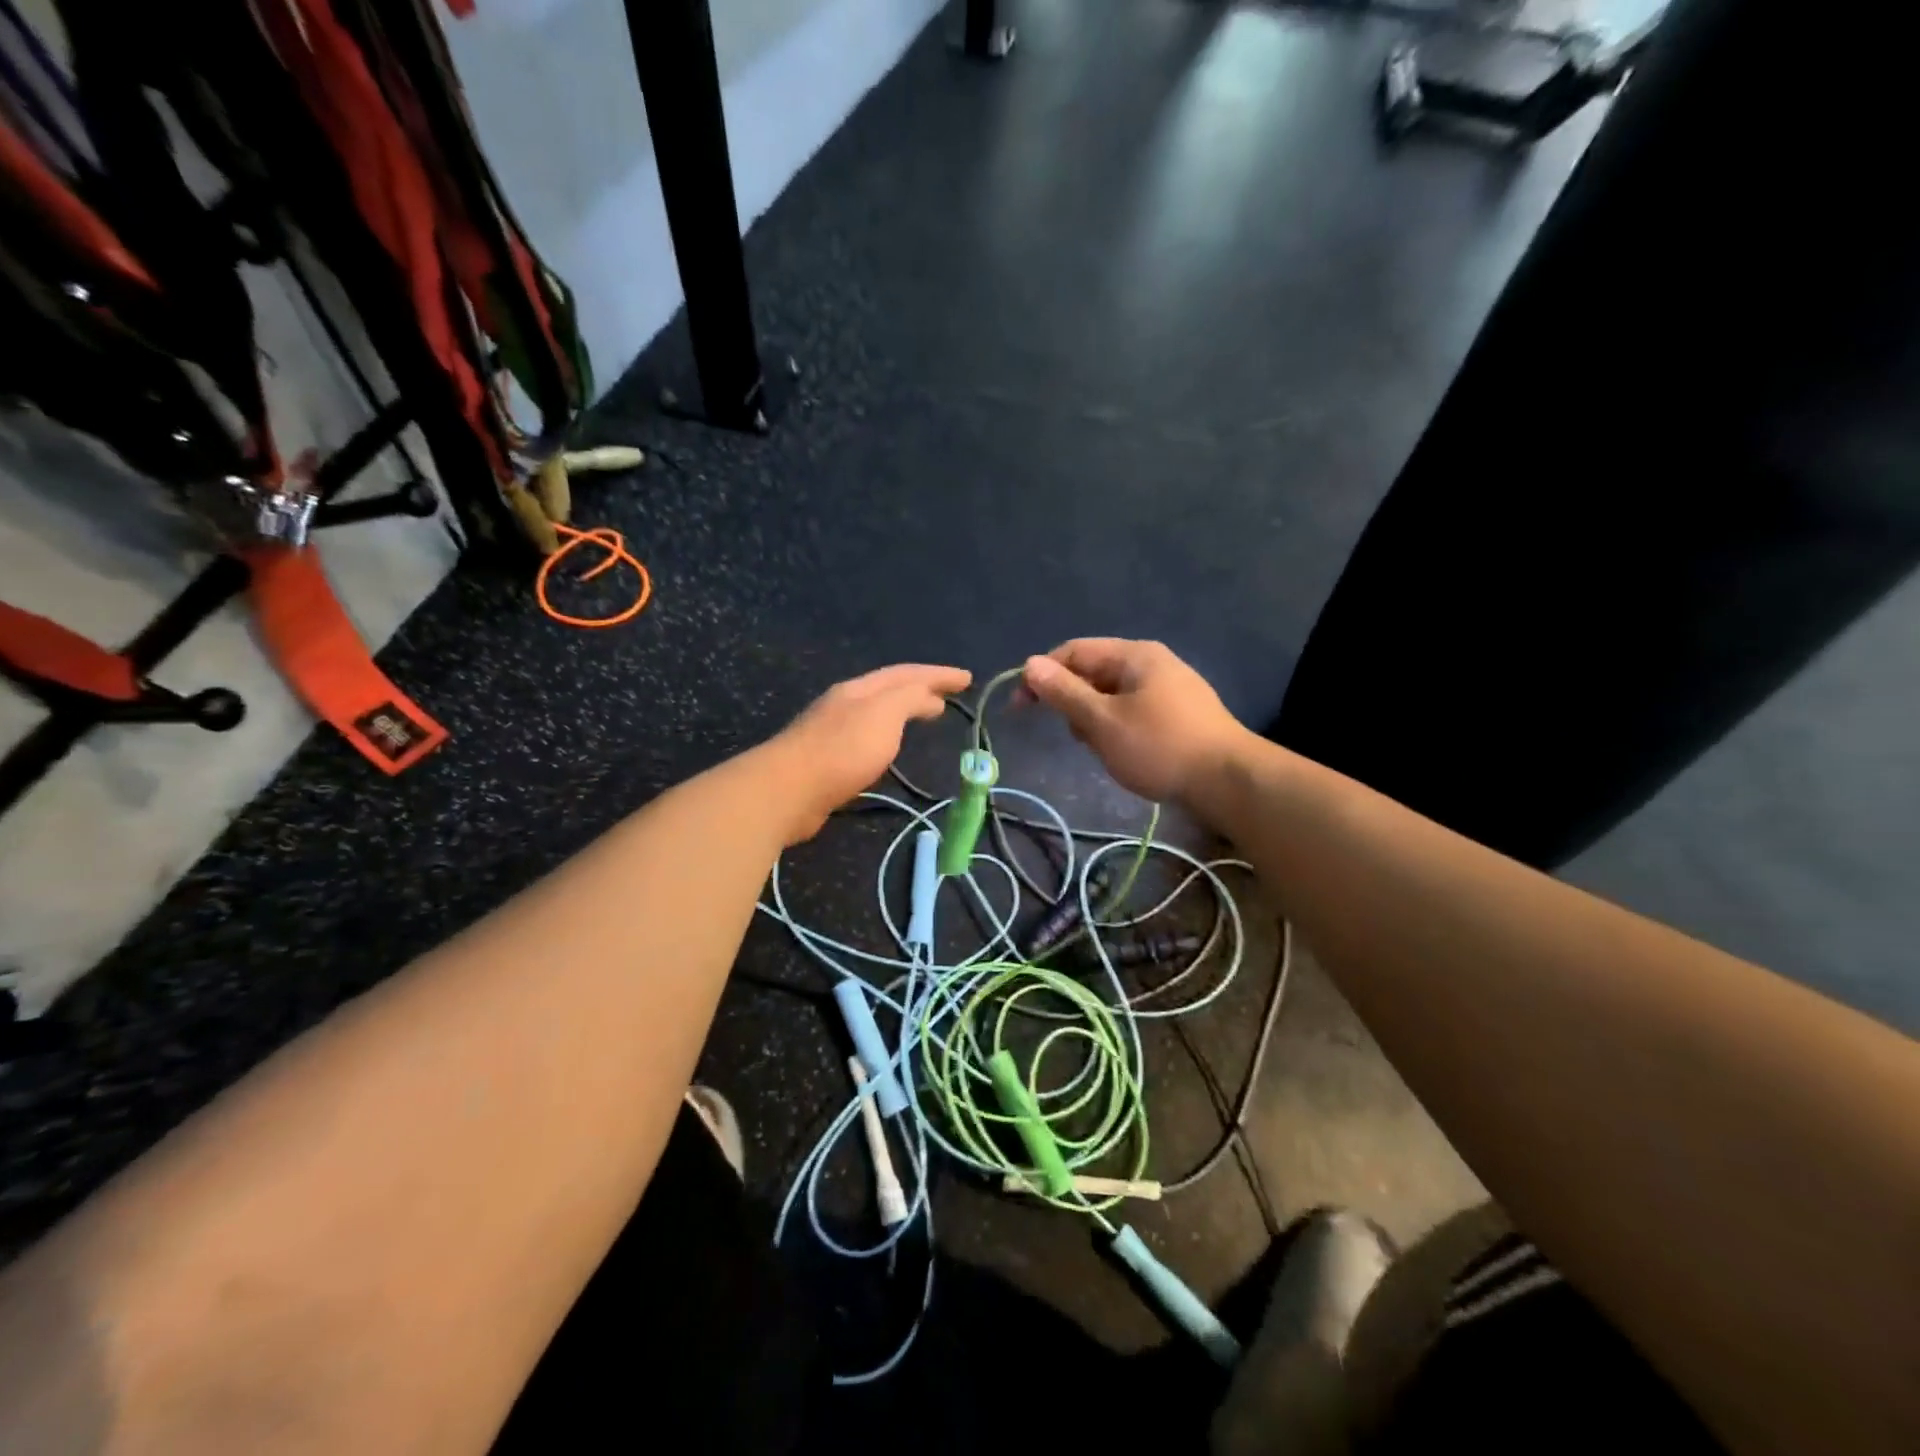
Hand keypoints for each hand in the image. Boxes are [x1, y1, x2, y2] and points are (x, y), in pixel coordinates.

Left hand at [764, 663, 971, 841]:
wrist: (788, 790)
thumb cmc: (843, 749)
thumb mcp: (885, 714)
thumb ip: (910, 699)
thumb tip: (929, 696)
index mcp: (860, 689)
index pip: (906, 673)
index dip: (938, 674)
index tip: (968, 679)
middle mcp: (844, 704)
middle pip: (889, 690)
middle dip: (921, 689)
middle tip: (949, 696)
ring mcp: (831, 732)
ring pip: (877, 714)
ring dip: (904, 711)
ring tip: (927, 717)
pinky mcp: (825, 762)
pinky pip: (866, 739)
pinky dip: (888, 736)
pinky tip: (890, 750)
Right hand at [1022, 639, 1244, 802]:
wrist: (1228, 781)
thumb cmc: (1159, 747)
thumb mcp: (1102, 721)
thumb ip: (1064, 692)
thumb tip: (1029, 664)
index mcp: (1134, 655)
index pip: (1074, 651)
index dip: (1042, 675)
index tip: (1020, 708)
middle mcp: (1152, 663)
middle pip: (1093, 672)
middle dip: (1073, 702)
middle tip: (1076, 736)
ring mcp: (1169, 688)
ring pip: (1112, 695)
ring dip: (1095, 719)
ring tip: (1102, 749)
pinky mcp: (1179, 714)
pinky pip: (1132, 711)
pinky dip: (1117, 727)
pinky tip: (1123, 753)